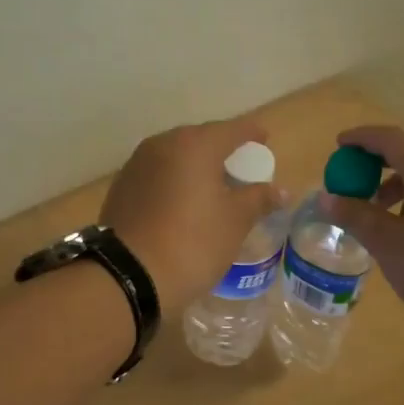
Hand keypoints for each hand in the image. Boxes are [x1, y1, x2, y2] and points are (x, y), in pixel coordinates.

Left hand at [102, 116, 283, 305]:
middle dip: (221, 149)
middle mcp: (163, 144)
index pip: (232, 129)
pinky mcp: (122, 186)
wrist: (129, 275)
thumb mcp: (235, 222)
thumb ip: (258, 199)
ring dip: (195, 165)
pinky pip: (157, 174)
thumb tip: (281, 190)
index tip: (264, 140)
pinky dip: (174, 180)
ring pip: (175, 156)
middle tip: (240, 167)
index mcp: (195, 145)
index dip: (251, 133)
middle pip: (200, 139)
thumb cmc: (193, 242)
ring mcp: (137, 164)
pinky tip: (182, 201)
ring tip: (212, 185)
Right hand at [317, 124, 403, 339]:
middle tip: (350, 176)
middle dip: (376, 158)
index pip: (390, 139)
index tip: (338, 146)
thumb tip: (326, 198)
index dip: (362, 139)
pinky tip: (402, 228)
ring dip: (395, 179)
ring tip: (372, 208)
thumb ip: (356, 216)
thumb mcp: (388, 245)